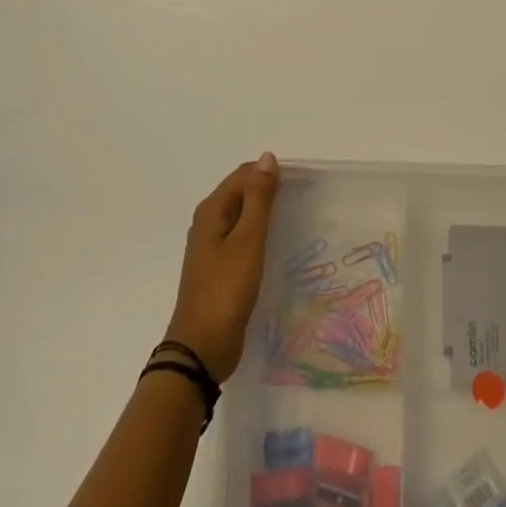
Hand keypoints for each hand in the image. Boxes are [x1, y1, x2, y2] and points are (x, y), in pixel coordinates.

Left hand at [164, 153, 279, 382]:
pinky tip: (279, 246)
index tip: (301, 185)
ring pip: (244, 216)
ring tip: (297, 221)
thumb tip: (268, 157)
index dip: (271, 173)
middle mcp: (208, 222)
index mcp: (211, 210)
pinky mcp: (220, 267)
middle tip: (304, 202)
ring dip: (267, 214)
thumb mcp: (247, 240)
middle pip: (242, 193)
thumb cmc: (225, 290)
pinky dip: (261, 235)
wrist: (201, 349)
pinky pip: (243, 238)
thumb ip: (258, 198)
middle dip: (270, 192)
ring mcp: (212, 246)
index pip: (244, 174)